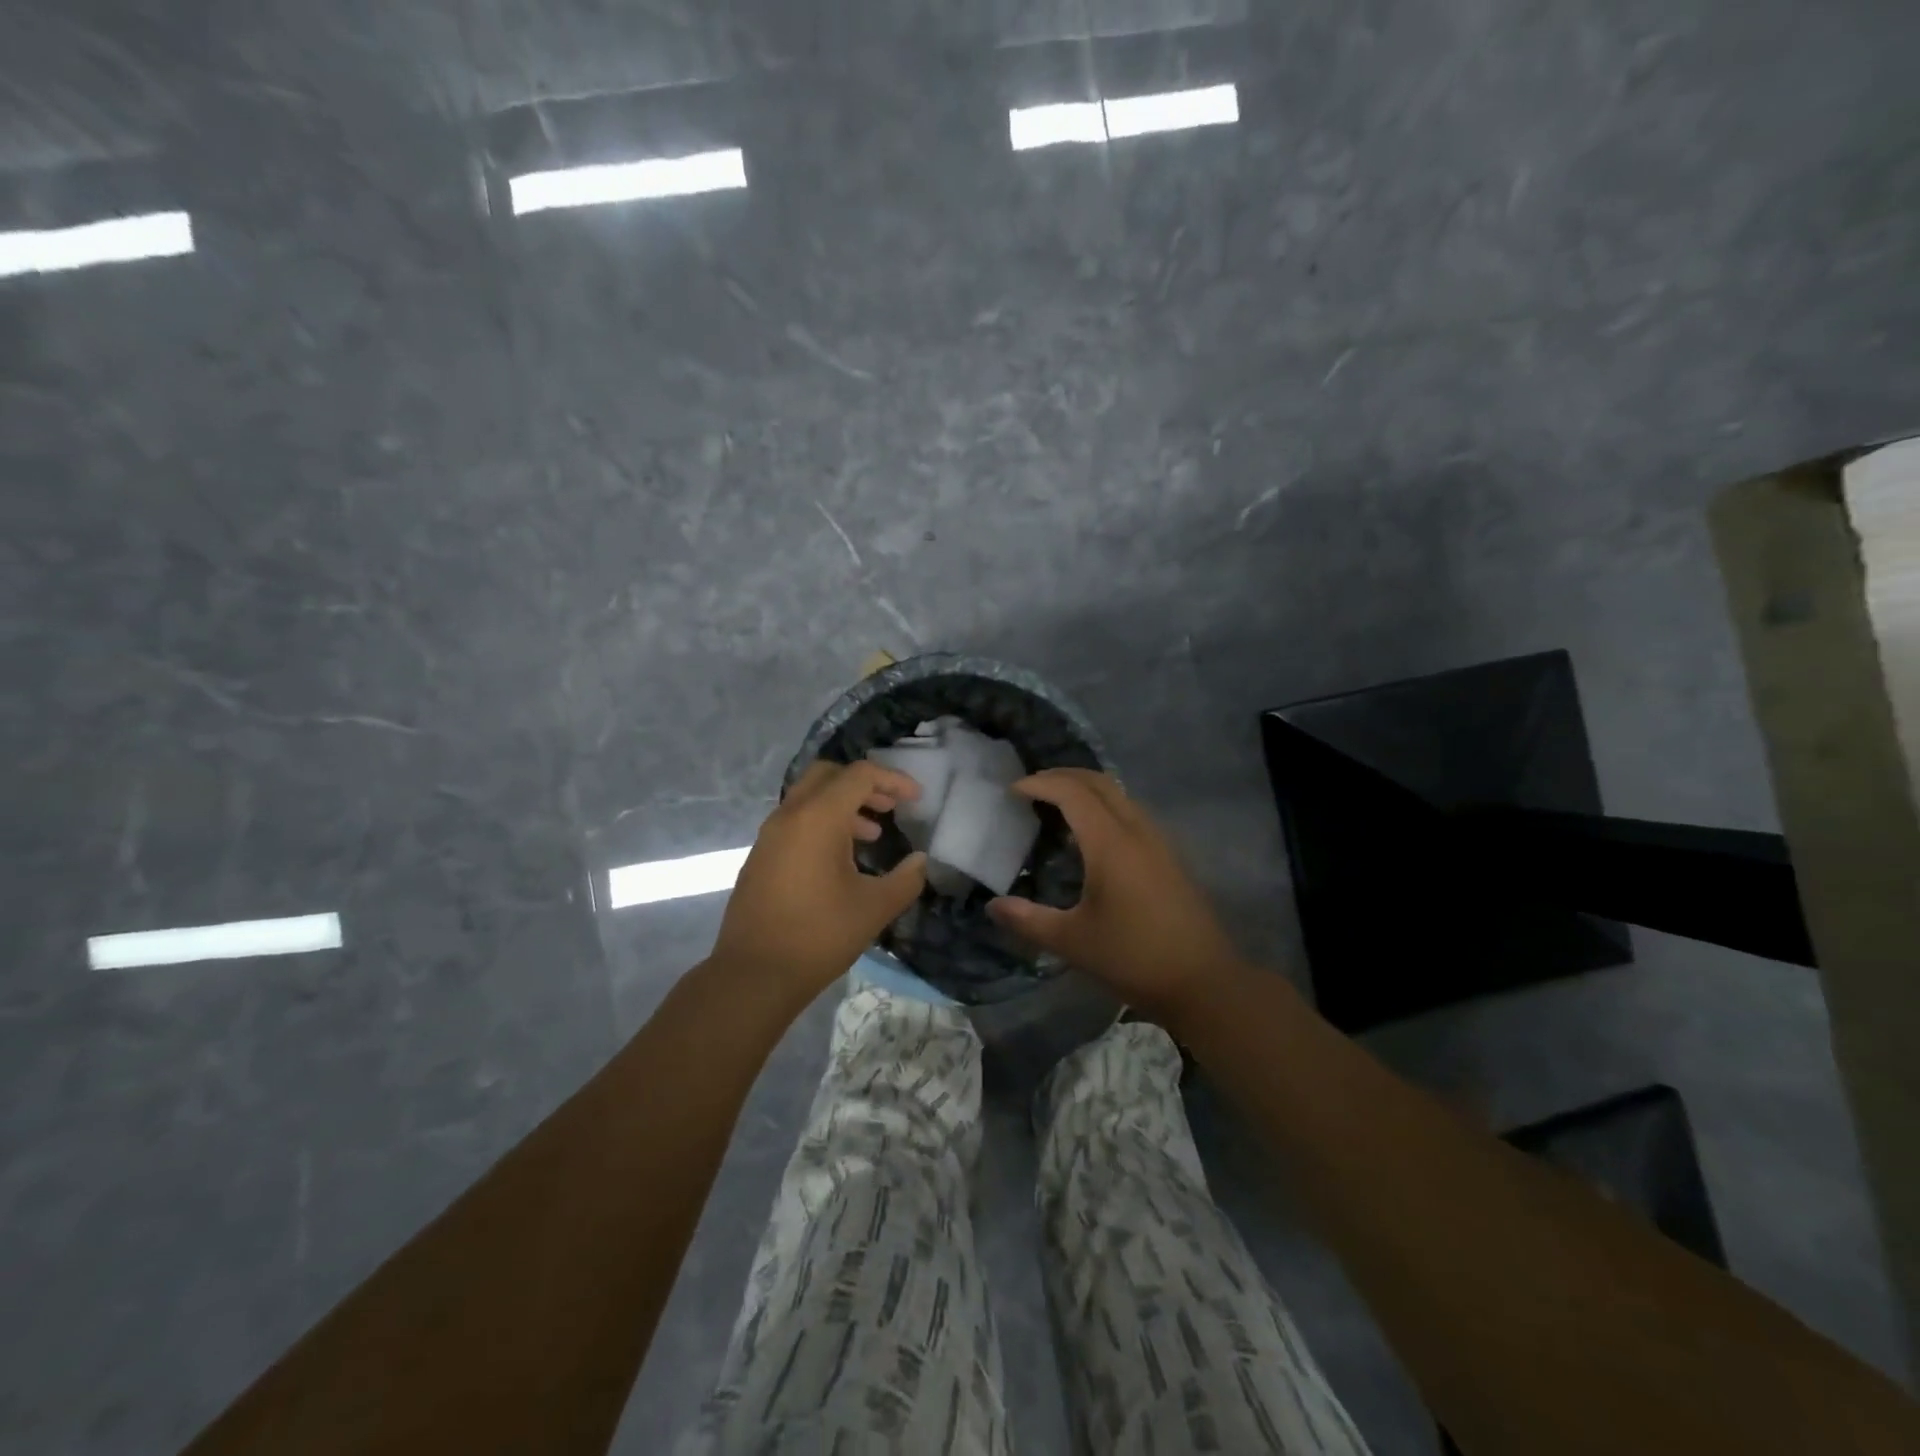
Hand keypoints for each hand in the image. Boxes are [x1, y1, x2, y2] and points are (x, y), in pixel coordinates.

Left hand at [709, 760, 927, 1002]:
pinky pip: (795, 820)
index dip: (893, 780)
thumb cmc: (819, 935)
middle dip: (864, 784)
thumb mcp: (875, 908)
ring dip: (843, 805)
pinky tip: (840, 859)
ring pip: (810, 797)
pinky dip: (822, 823)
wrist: (754, 974)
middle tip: (890, 807)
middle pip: (829, 775)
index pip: (860, 775)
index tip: (917, 799)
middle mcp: (790, 815)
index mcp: (818, 818)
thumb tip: (921, 861)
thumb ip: (906, 879)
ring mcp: (770, 835)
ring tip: (872, 835)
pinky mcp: (760, 855)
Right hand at [988, 769, 1242, 1019]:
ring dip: (1086, 790)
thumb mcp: (1072, 942)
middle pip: (1099, 782)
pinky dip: (1104, 808)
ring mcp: (1158, 842)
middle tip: (1031, 788)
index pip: (1072, 792)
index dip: (1040, 784)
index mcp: (1111, 843)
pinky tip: (1091, 839)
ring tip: (1056, 807)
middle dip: (1062, 776)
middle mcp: (1137, 830)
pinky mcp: (1169, 857)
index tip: (1012, 791)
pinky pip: (1131, 813)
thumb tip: (993, 907)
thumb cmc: (1134, 958)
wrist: (1204, 982)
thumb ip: (1028, 920)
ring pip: (1119, 795)